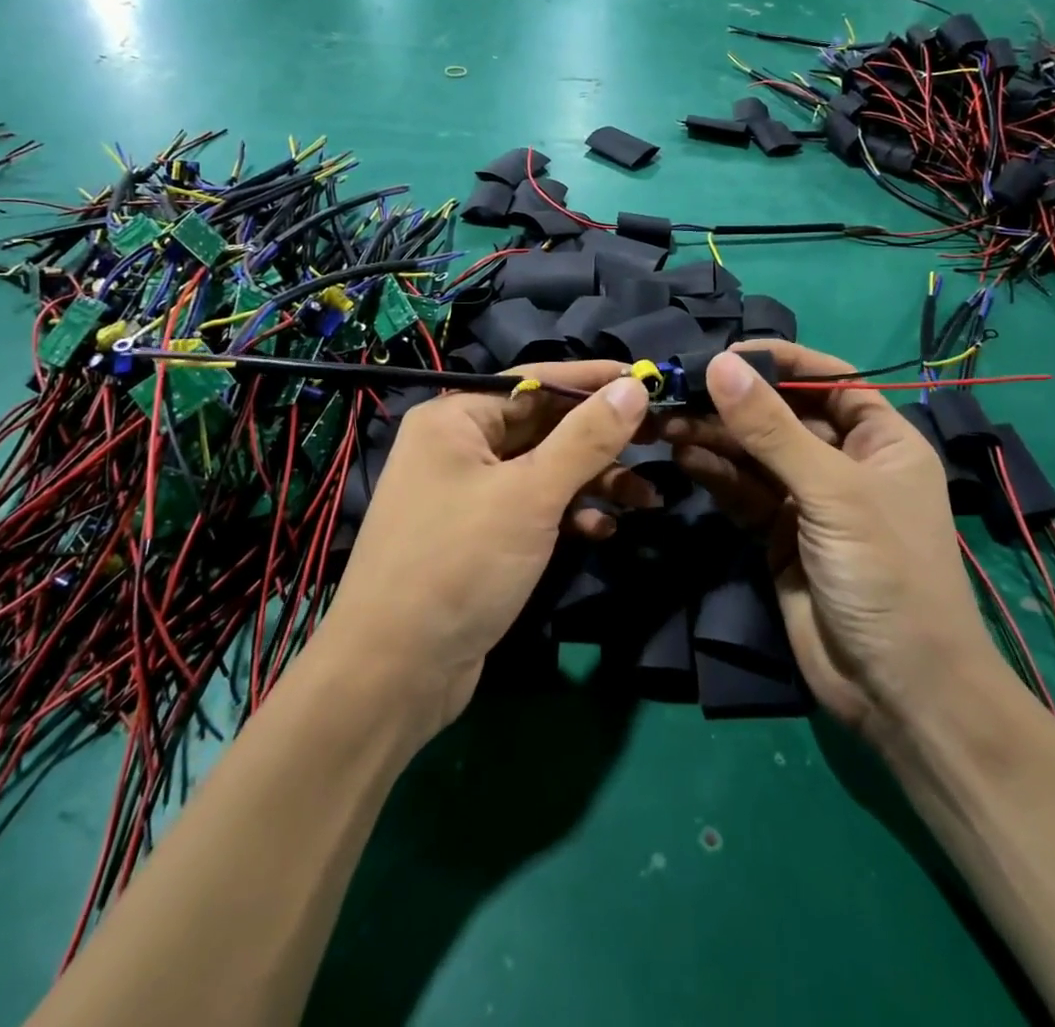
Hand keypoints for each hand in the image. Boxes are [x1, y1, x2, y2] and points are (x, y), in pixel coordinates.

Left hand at [321, 363, 651, 738]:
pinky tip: (603, 531)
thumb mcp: (531, 495)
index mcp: (455, 419)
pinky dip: (568, 515)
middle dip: (600, 438)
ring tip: (647, 496)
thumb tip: (633, 385)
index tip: (649, 380)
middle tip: (660, 438)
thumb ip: (586, 438)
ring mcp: (468, 494)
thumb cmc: (459, 564)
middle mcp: (458, 447)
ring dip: (593, 481)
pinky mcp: (480, 537)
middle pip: (542, 426)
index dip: (593, 380)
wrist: (394, 674)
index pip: (534, 382)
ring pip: (543, 471)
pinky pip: (533, 509)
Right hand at [664, 343, 999, 737]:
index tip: (728, 352)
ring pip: (756, 454)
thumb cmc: (886, 573)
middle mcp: (845, 463)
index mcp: (881, 440)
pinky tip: (684, 456)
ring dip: (715, 437)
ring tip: (668, 422)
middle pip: (783, 415)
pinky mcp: (778, 536)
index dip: (782, 361)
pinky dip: (715, 474)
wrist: (896, 691)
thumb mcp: (832, 492)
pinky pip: (743, 492)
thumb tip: (720, 364)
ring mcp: (809, 502)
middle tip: (679, 391)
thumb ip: (772, 429)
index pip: (829, 379)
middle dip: (735, 404)